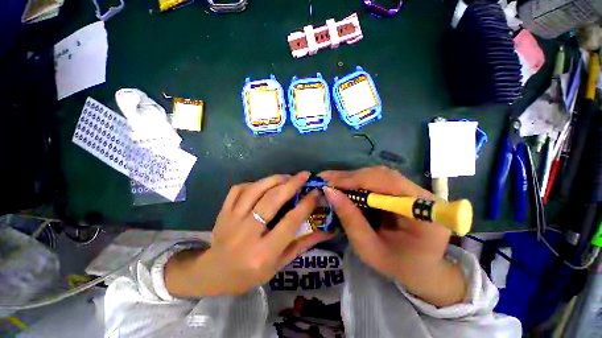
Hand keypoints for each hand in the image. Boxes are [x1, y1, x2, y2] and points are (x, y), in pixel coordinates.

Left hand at [165, 172, 332, 297]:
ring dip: (274, 179)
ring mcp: (231, 220)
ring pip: (255, 190)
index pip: (289, 222)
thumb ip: (302, 245)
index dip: (305, 205)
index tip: (316, 192)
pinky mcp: (222, 212)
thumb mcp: (279, 264)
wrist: (214, 274)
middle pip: (271, 201)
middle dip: (291, 184)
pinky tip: (264, 184)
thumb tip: (326, 231)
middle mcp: (247, 234)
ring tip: (287, 176)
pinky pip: (238, 189)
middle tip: (305, 175)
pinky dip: (253, 183)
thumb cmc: (250, 274)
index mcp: (263, 252)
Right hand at [320, 166, 465, 306]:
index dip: (356, 180)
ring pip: (378, 174)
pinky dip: (358, 182)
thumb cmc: (398, 265)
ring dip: (352, 178)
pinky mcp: (404, 190)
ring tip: (332, 181)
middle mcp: (422, 194)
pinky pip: (378, 180)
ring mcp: (414, 190)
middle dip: (350, 177)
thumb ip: (350, 220)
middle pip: (382, 175)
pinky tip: (344, 185)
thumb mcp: (369, 249)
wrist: (422, 269)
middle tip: (325, 179)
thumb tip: (329, 192)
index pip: (388, 183)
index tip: (329, 183)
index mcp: (424, 213)